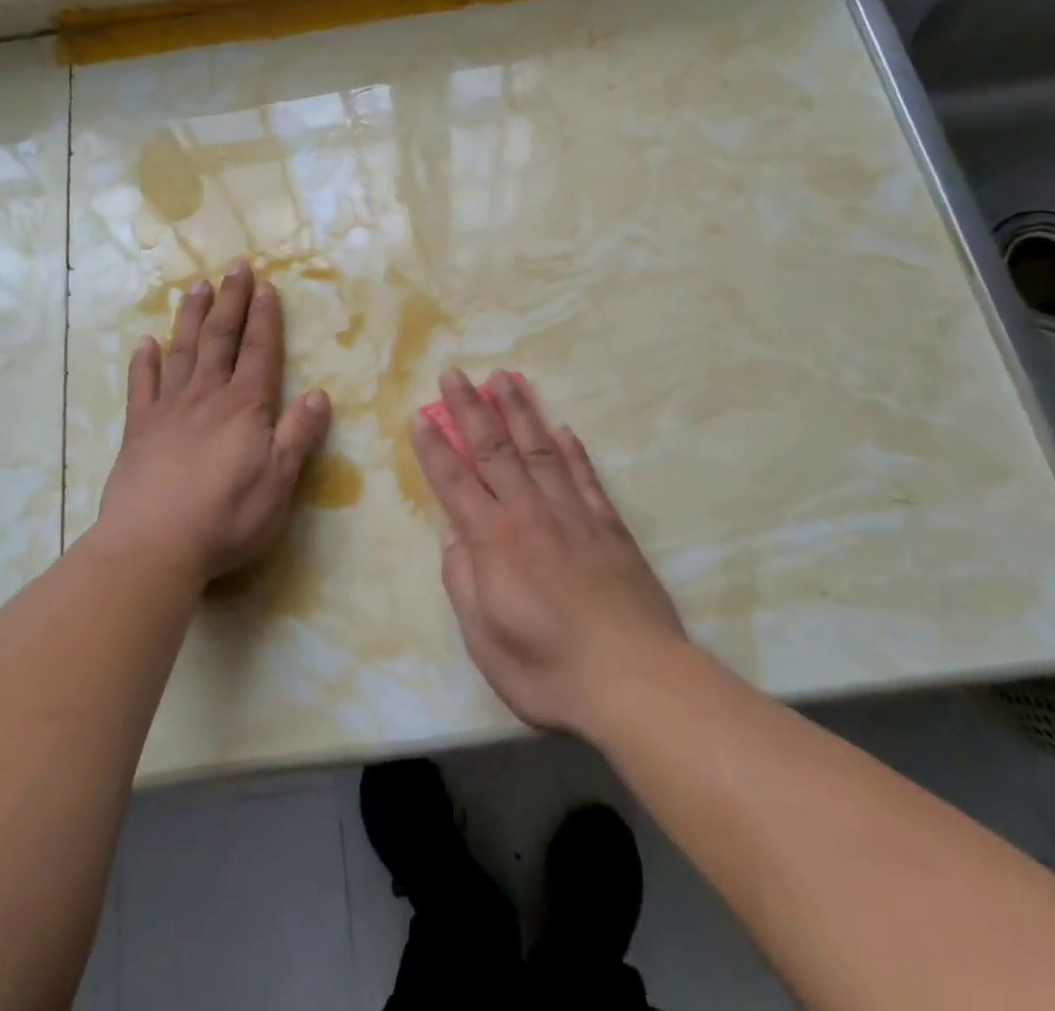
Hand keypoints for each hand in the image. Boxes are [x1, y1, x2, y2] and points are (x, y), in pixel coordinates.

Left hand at [94, 261, 331, 586]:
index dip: (265, 317)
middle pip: (220, 338)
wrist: (153, 545)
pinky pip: (141, 386)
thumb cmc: (227, 516)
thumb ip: (298, 434)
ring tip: (196, 286)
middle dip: (230, 301)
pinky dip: (143, 362)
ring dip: (190, 316)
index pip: (260, 351)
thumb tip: (321, 394)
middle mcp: (207, 396)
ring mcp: (168, 410)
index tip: (265, 285)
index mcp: (245, 406)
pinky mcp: (138, 430)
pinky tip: (145, 342)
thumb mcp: (279, 481)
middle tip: (234, 266)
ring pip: (181, 351)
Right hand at [411, 369, 685, 735]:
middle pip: (493, 450)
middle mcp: (529, 514)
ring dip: (519, 411)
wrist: (635, 681)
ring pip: (539, 449)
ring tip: (505, 378)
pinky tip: (562, 428)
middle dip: (470, 409)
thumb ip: (463, 580)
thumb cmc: (548, 670)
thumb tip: (455, 534)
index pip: (454, 481)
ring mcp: (573, 515)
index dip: (434, 446)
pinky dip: (572, 450)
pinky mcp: (609, 526)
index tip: (419, 414)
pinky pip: (585, 477)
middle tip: (455, 373)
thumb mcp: (484, 639)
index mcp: (493, 541)